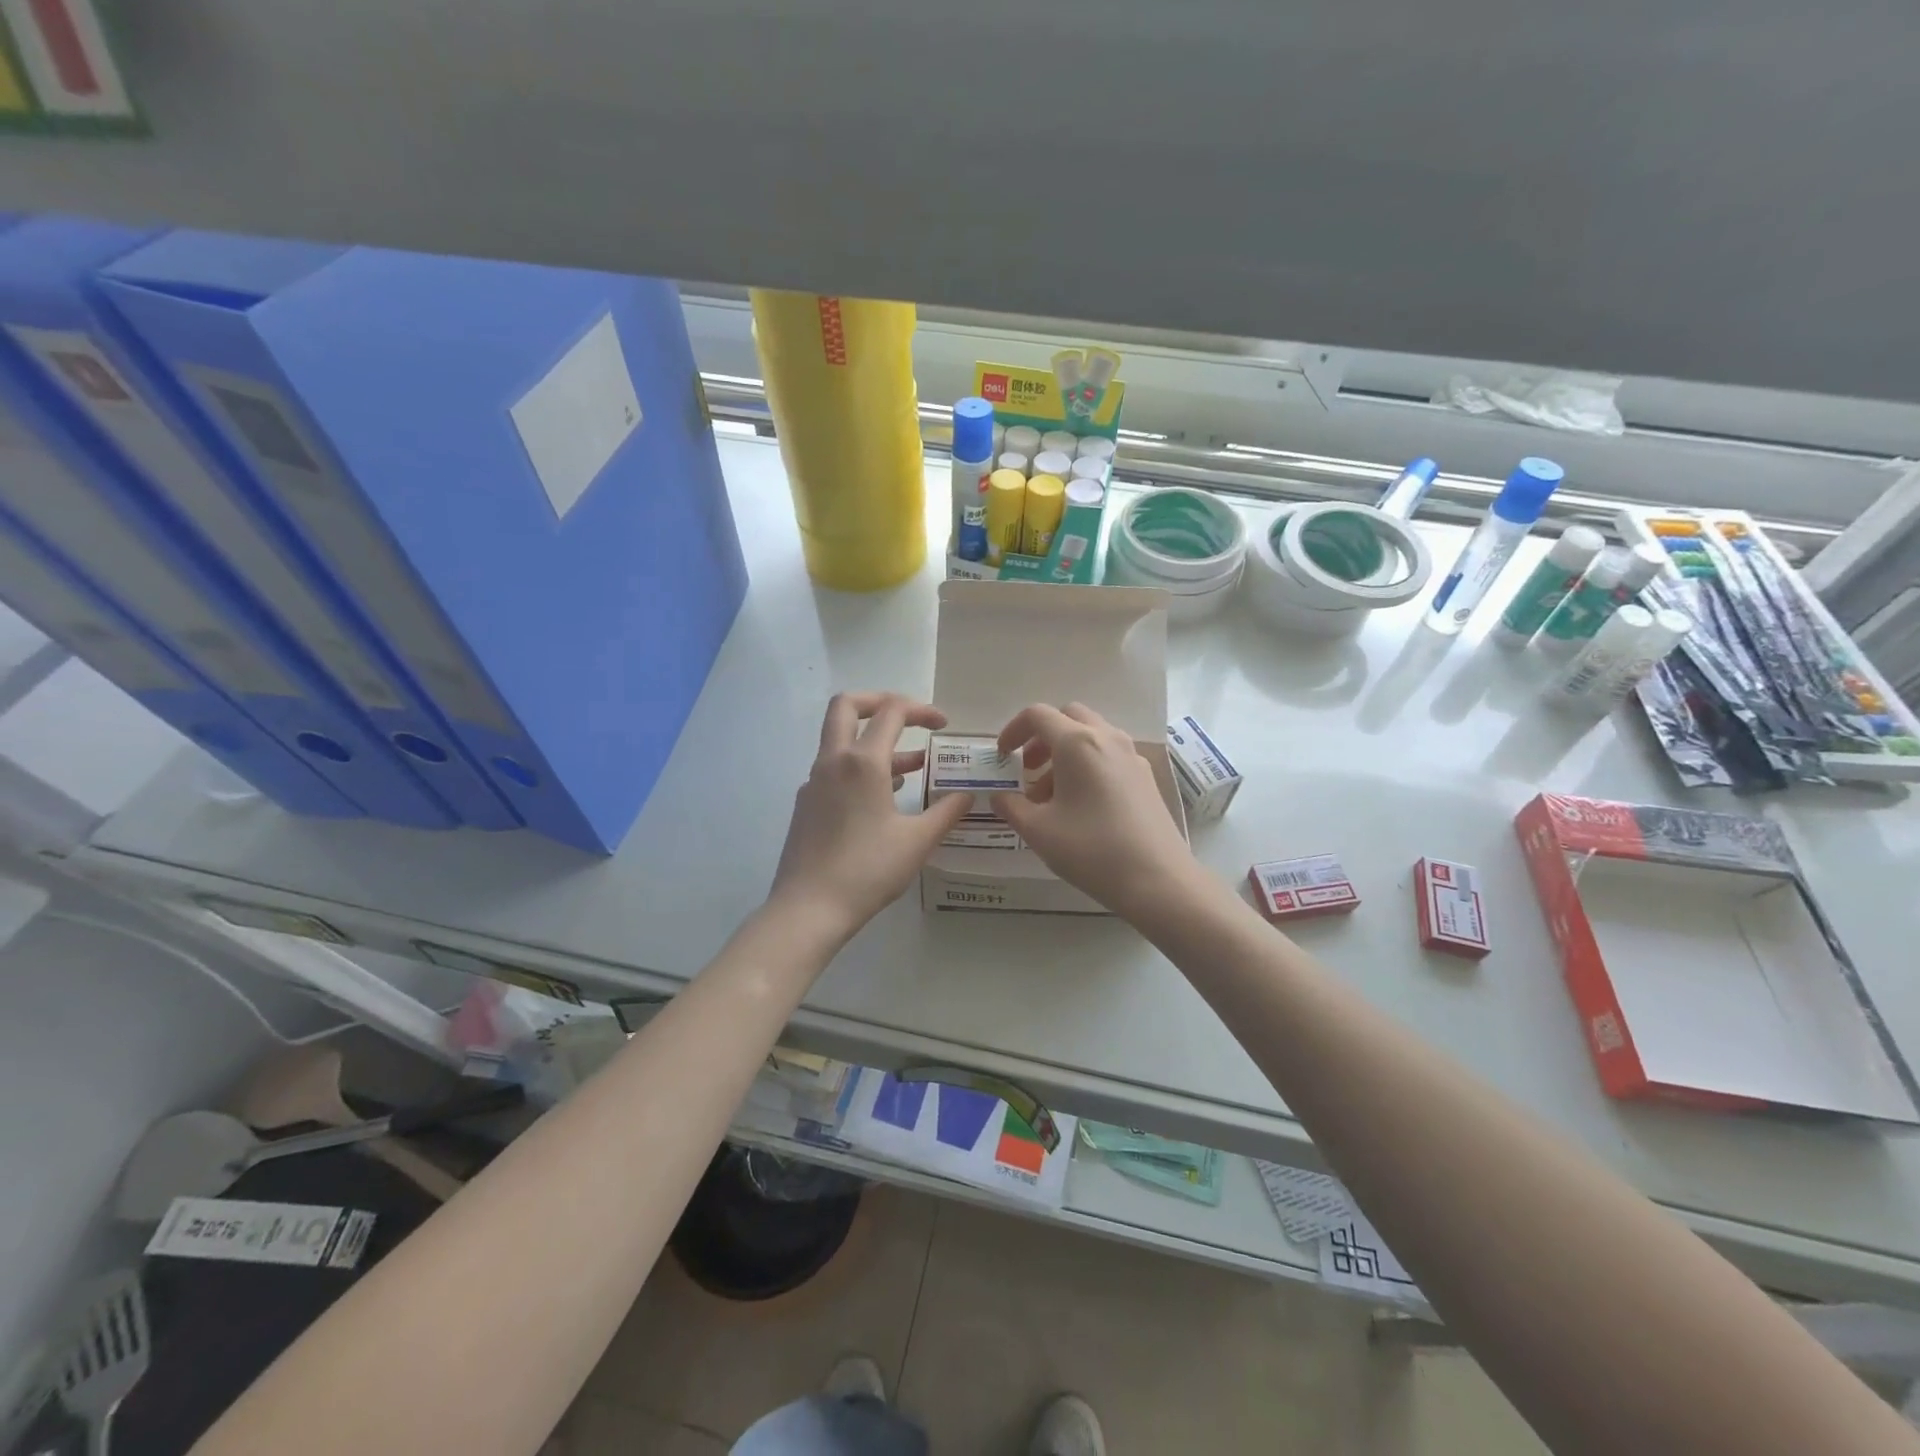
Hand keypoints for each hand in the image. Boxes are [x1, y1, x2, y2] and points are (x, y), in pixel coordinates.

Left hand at [769, 692, 974, 938]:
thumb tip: (967, 795)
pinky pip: (835, 768)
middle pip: (847, 706)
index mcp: (861, 762)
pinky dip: (860, 767)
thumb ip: (946, 812)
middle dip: (880, 702)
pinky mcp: (806, 803)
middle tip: (909, 717)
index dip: (921, 710)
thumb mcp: (917, 841)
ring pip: (841, 740)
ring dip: (874, 741)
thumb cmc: (867, 870)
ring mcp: (814, 781)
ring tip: (913, 765)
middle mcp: (833, 761)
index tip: (943, 725)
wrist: (808, 908)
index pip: (892, 712)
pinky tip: (884, 796)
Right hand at [992, 702, 1195, 908]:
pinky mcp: (1145, 777)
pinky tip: (1080, 804)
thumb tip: (999, 797)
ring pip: (1091, 735)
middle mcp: (1107, 738)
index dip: (1013, 730)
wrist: (1157, 880)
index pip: (1038, 715)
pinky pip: (1109, 754)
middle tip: (1028, 768)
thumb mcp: (1038, 831)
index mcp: (1077, 743)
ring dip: (1064, 752)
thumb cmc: (1091, 850)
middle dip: (1042, 737)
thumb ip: (1011, 807)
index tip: (1002, 757)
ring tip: (1050, 795)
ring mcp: (1131, 756)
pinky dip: (1087, 764)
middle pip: (1068, 717)